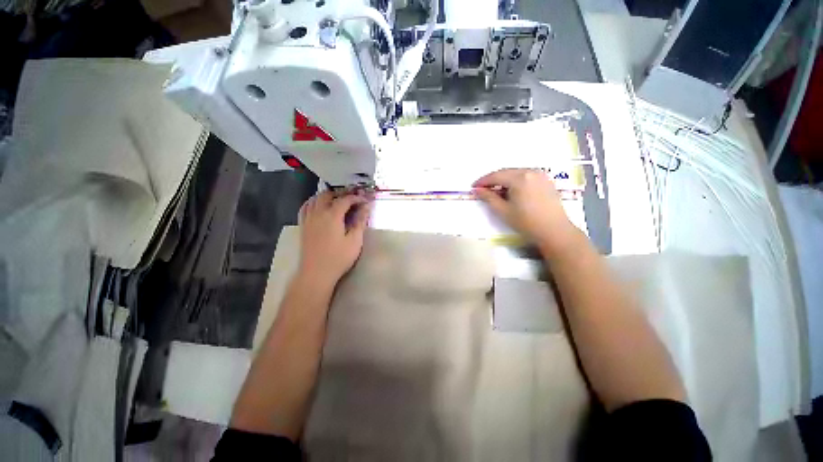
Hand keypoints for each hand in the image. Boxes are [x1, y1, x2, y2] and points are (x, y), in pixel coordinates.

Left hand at [298, 190, 371, 286]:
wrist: (316, 273)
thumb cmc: (338, 258)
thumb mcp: (355, 240)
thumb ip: (360, 221)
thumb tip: (367, 207)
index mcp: (332, 215)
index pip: (345, 199)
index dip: (357, 198)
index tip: (366, 200)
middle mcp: (318, 213)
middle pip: (328, 195)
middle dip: (341, 193)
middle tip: (353, 198)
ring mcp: (308, 218)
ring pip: (316, 198)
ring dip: (328, 196)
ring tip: (338, 200)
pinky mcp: (303, 225)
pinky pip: (306, 207)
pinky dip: (314, 202)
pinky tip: (319, 205)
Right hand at [472, 168, 580, 257]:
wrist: (554, 231)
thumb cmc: (526, 222)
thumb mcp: (503, 211)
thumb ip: (488, 197)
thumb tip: (477, 190)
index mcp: (519, 178)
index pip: (496, 175)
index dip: (483, 181)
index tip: (473, 187)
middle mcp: (530, 171)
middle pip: (506, 172)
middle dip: (493, 179)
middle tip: (482, 189)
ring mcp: (541, 175)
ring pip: (516, 173)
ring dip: (504, 180)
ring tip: (495, 190)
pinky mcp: (546, 181)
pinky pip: (526, 176)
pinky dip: (516, 181)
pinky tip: (511, 190)